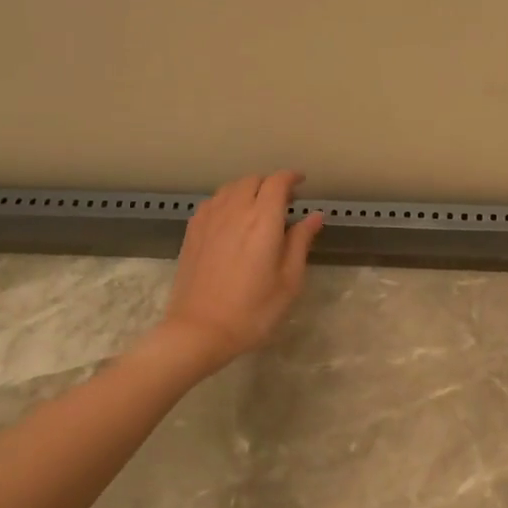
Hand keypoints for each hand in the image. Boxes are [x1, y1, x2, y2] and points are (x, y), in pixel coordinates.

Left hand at [160, 172, 323, 368]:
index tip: (301, 182)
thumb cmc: (253, 310)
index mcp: (263, 220)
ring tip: (258, 207)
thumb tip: (314, 216)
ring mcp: (209, 219)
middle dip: (270, 183)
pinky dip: (227, 201)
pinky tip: (231, 219)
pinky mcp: (193, 232)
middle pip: (252, 180)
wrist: (200, 330)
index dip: (291, 177)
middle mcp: (235, 210)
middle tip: (283, 201)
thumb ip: (301, 242)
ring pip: (230, 188)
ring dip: (248, 190)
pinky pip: (212, 202)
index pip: (277, 182)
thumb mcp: (289, 280)